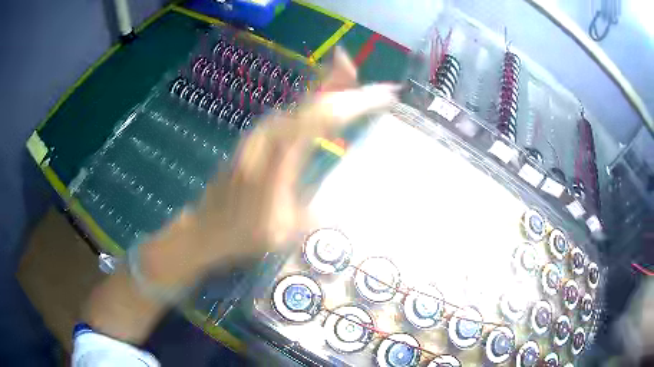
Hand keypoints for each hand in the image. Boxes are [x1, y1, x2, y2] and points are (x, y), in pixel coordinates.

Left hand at [139, 48, 398, 287]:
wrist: (206, 229)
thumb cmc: (244, 234)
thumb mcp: (285, 231)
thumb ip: (317, 212)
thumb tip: (347, 203)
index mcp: (279, 158)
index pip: (323, 118)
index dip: (355, 102)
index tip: (383, 95)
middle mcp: (268, 137)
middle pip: (310, 100)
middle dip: (337, 81)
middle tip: (357, 67)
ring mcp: (259, 136)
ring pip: (298, 104)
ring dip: (323, 88)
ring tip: (347, 76)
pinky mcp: (255, 139)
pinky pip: (289, 114)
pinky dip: (309, 103)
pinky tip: (320, 102)